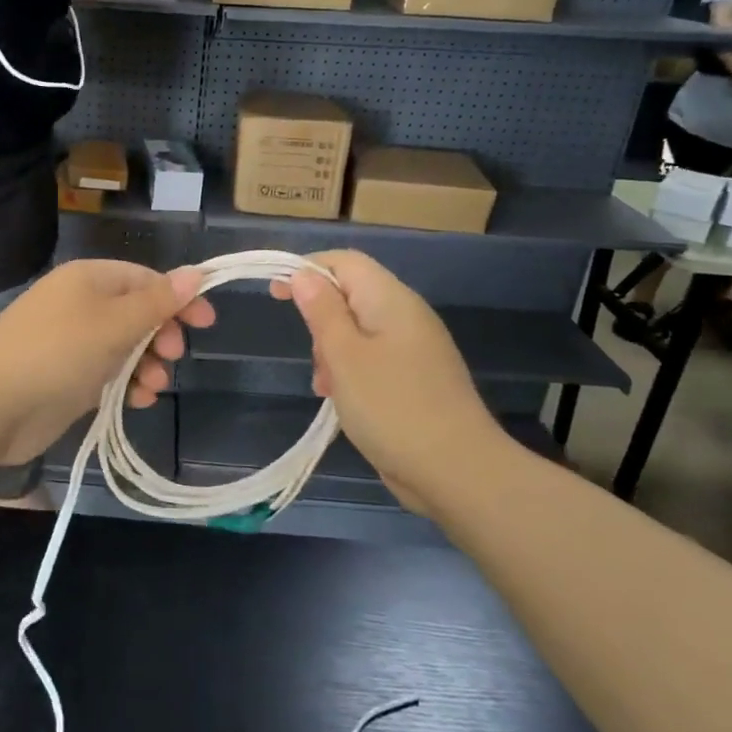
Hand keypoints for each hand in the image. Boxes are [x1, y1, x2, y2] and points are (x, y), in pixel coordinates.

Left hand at [0, 261, 214, 467]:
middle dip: (161, 334)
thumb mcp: (115, 323)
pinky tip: (137, 400)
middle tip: (173, 355)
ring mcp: (72, 343)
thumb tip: (195, 272)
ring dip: (147, 364)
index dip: (178, 298)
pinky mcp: (67, 377)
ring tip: (153, 386)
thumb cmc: (58, 352)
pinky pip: (108, 373)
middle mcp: (81, 305)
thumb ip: (157, 302)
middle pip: (137, 313)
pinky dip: (126, 383)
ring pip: (125, 347)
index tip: (206, 323)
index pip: (145, 279)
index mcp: (89, 280)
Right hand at [272, 250, 510, 519]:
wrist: (457, 470)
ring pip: (358, 331)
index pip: (344, 262)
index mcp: (391, 300)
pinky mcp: (415, 378)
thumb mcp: (344, 356)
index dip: (307, 269)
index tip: (275, 294)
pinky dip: (350, 372)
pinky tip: (343, 400)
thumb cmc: (392, 407)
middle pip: (350, 295)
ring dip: (332, 352)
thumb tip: (304, 274)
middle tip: (315, 360)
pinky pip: (372, 359)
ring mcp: (414, 349)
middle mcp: (406, 316)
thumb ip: (322, 311)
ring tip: (326, 388)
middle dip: (320, 320)